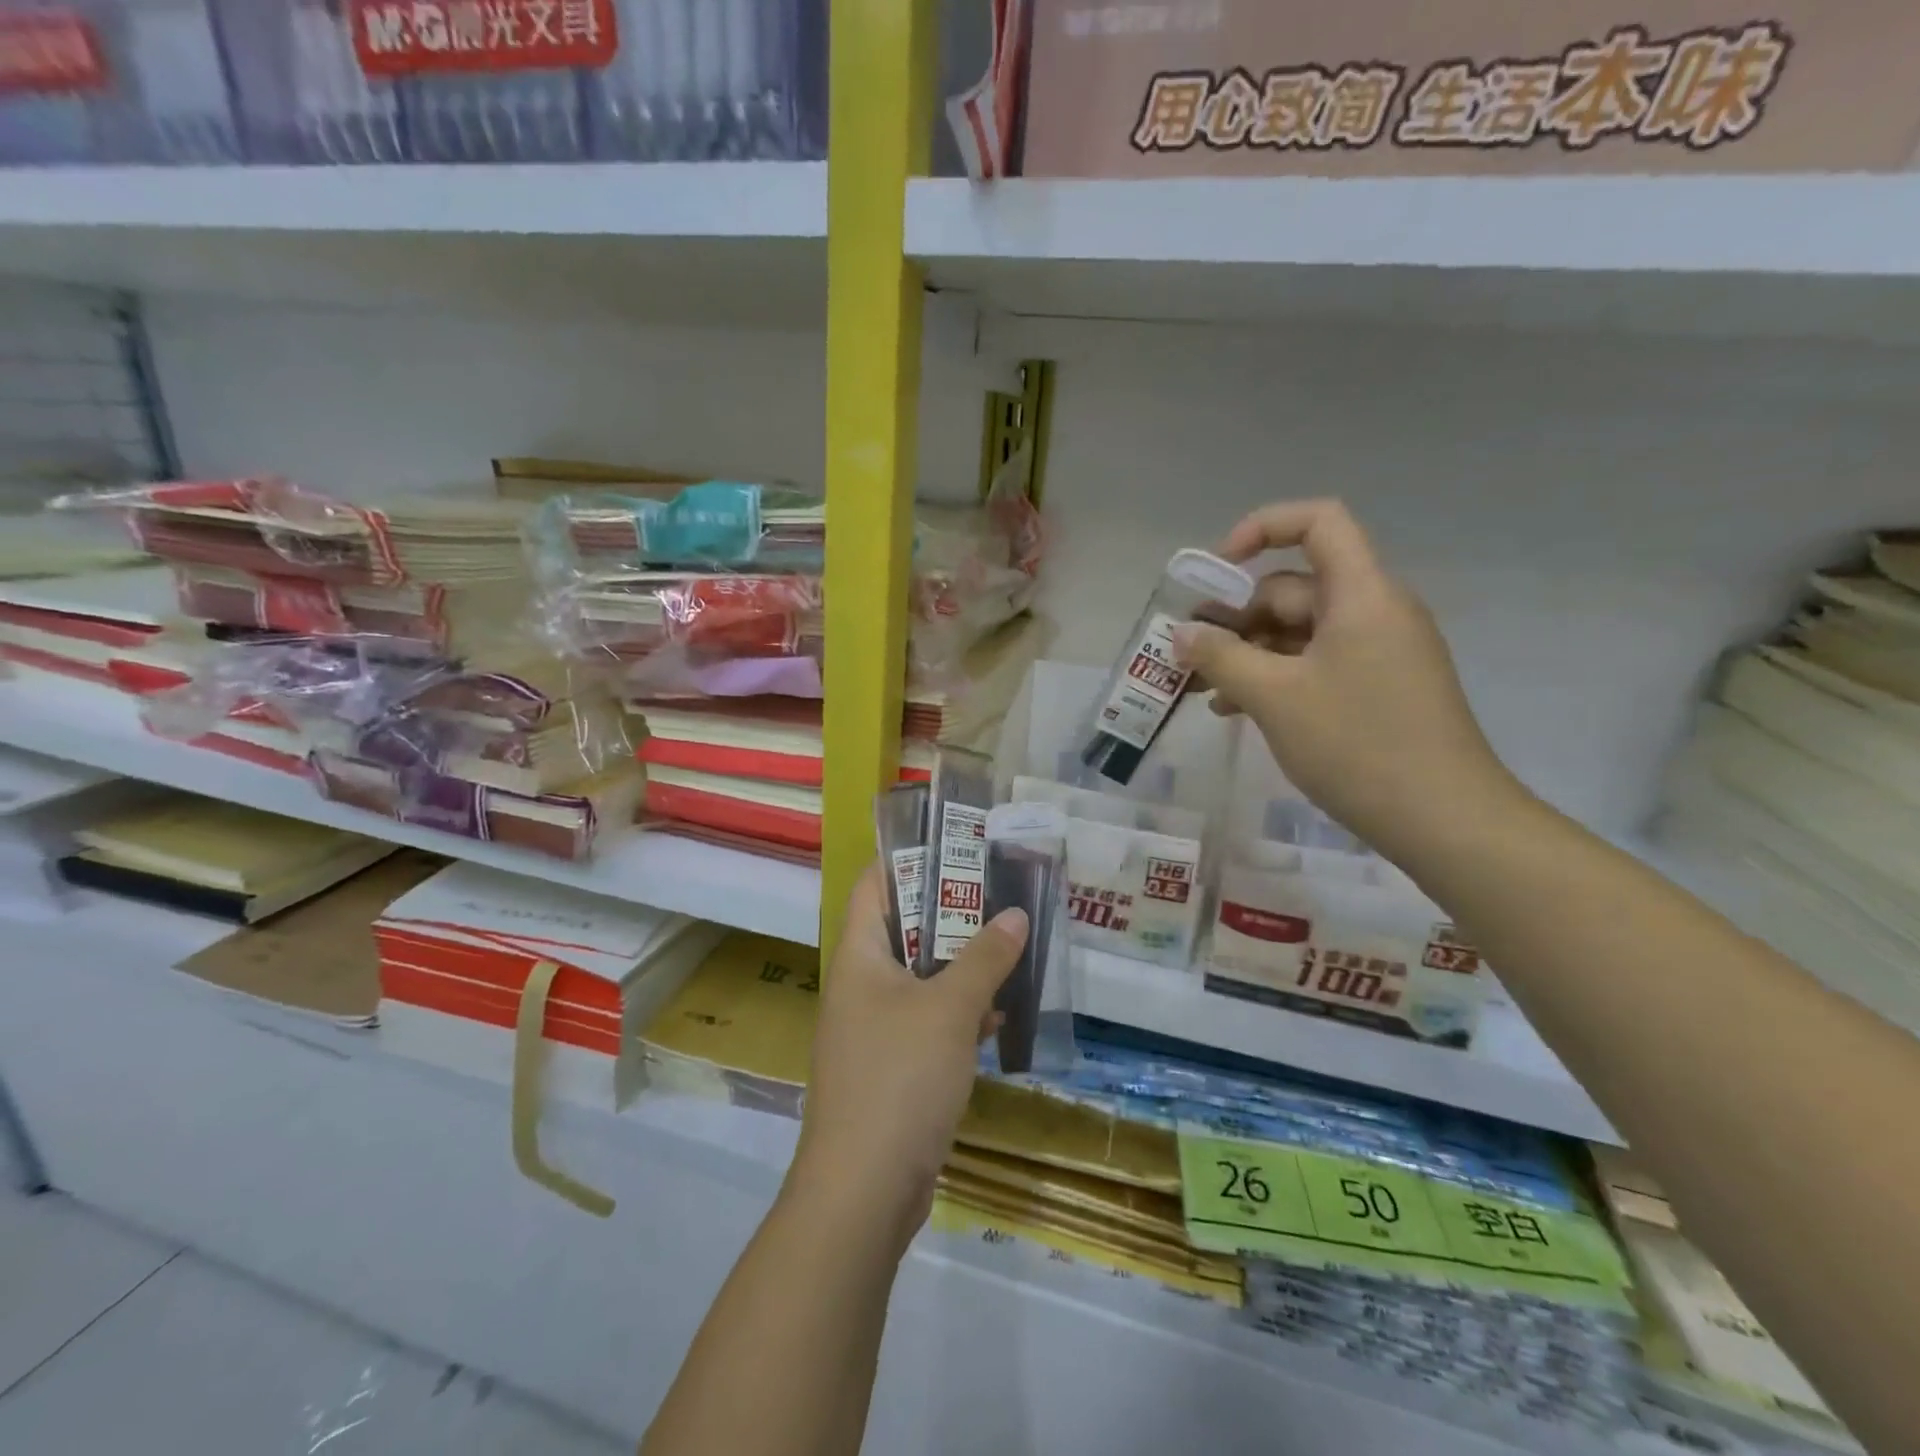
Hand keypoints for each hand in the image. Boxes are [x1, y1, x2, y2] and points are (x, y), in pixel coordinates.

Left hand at [789, 865, 1027, 1244]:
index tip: (955, 842)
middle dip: (951, 911)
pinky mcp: (893, 1065)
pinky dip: (960, 1011)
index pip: (874, 884)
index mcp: (858, 956)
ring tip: (1010, 941)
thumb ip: (984, 958)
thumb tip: (1015, 915)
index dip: (908, 858)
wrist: (864, 1190)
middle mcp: (861, 983)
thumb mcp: (949, 1009)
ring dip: (962, 963)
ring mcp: (875, 1027)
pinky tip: (1000, 1014)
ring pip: (922, 976)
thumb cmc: (899, 1078)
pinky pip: (929, 1020)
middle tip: (999, 890)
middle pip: (904, 928)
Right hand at [1174, 499, 1527, 864]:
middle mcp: (1373, 611)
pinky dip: (1274, 678)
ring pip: (1298, 633)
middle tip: (1188, 652)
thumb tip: (1181, 633)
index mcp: (1360, 594)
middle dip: (1236, 614)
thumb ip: (1221, 657)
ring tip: (1203, 690)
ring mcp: (1377, 652)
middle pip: (1295, 587)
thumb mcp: (1274, 697)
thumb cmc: (1356, 744)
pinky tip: (1235, 711)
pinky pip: (1314, 665)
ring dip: (1247, 653)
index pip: (1317, 523)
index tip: (1216, 569)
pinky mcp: (1376, 688)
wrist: (1443, 820)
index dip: (1262, 528)